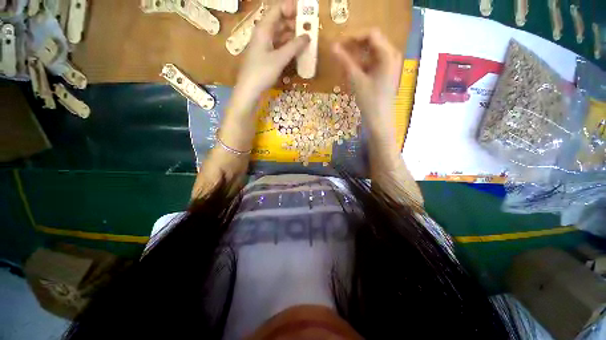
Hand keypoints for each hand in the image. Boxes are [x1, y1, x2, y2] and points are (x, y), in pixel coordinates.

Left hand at [234, 0, 309, 105]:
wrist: (249, 89)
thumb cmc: (262, 72)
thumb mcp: (279, 59)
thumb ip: (294, 47)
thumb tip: (307, 36)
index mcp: (264, 29)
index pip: (277, 10)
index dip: (291, 9)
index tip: (305, 14)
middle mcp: (263, 33)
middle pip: (279, 21)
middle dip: (294, 23)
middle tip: (308, 29)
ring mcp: (263, 45)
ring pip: (279, 34)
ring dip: (292, 36)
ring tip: (305, 40)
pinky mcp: (265, 56)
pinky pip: (278, 45)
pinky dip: (287, 46)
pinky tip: (296, 51)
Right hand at [332, 29, 401, 132]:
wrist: (379, 120)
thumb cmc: (370, 101)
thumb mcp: (356, 80)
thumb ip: (345, 61)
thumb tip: (332, 47)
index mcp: (388, 54)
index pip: (371, 35)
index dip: (353, 36)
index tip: (338, 43)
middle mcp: (391, 55)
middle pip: (371, 42)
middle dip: (354, 46)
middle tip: (338, 52)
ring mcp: (389, 65)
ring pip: (370, 53)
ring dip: (356, 56)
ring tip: (342, 63)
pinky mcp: (385, 73)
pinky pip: (372, 63)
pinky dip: (361, 64)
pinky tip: (351, 71)